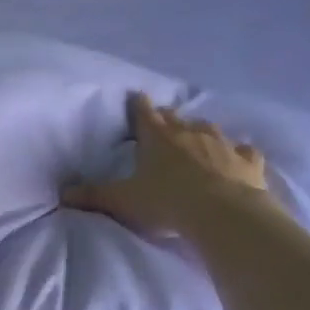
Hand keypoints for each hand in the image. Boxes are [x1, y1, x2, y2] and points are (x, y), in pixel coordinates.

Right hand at [63, 94, 278, 236]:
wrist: (223, 213)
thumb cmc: (166, 202)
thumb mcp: (122, 201)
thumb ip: (93, 196)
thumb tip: (62, 193)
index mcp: (157, 138)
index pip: (144, 113)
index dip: (138, 105)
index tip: (136, 96)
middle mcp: (190, 133)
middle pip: (176, 118)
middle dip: (167, 118)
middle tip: (162, 123)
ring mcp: (222, 144)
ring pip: (209, 129)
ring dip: (201, 131)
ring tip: (197, 137)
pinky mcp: (247, 161)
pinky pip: (243, 151)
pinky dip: (238, 152)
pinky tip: (238, 156)